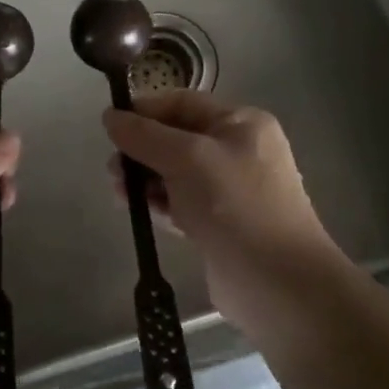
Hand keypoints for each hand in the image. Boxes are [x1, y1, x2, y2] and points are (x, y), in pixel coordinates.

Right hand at [103, 90, 339, 338]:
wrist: (279, 285)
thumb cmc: (235, 206)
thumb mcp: (186, 158)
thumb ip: (144, 135)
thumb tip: (109, 116)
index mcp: (241, 123)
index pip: (182, 103)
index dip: (144, 111)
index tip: (110, 128)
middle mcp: (238, 150)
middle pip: (175, 138)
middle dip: (141, 150)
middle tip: (114, 171)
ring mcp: (231, 190)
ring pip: (174, 172)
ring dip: (144, 180)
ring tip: (121, 195)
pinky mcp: (220, 224)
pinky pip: (181, 202)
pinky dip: (159, 205)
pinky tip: (142, 214)